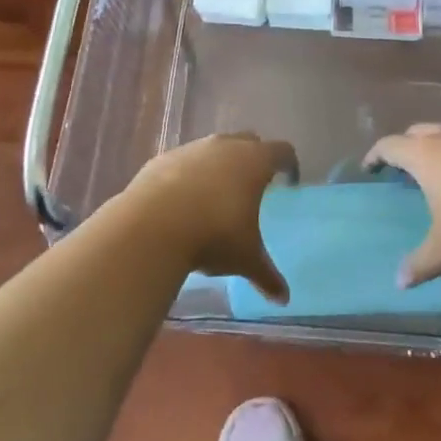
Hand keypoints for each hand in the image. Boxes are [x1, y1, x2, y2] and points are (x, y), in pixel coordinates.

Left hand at [123, 133, 296, 303]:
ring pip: (214, 149)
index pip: (282, 152)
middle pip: (249, 142)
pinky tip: (183, 201)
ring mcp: (192, 149)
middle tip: (254, 186)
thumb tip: (284, 298)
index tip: (288, 182)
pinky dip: (189, 175)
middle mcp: (225, 145)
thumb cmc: (213, 236)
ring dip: (219, 165)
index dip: (288, 165)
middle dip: (254, 159)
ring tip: (216, 196)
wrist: (152, 226)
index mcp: (254, 161)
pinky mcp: (163, 158)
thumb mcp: (245, 258)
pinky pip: (184, 162)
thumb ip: (267, 274)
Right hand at [365, 122, 440, 287]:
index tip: (370, 167)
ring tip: (438, 168)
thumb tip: (399, 282)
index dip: (376, 155)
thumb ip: (420, 263)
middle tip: (402, 167)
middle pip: (418, 132)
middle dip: (407, 146)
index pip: (390, 146)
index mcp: (425, 155)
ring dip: (437, 144)